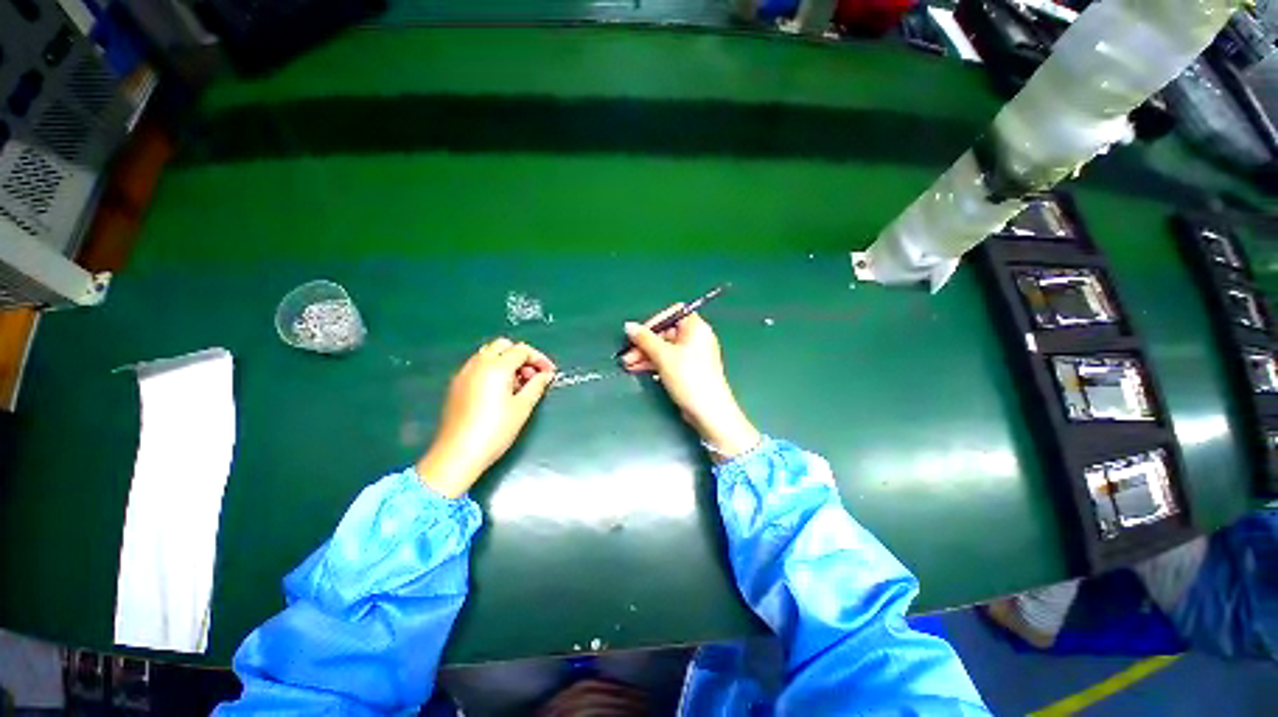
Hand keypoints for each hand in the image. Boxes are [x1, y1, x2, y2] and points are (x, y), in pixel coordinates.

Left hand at [416, 338, 556, 497]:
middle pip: (503, 346)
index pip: (522, 350)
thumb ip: (537, 385)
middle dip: (522, 356)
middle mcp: (478, 364)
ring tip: (519, 385)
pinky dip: (493, 370)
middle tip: (533, 376)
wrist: (458, 453)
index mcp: (496, 366)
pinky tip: (500, 391)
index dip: (539, 359)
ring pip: (489, 354)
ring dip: (507, 362)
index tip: (549, 373)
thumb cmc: (496, 430)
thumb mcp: (523, 407)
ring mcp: (464, 373)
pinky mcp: (456, 385)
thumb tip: (546, 374)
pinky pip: (478, 367)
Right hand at [620, 306, 759, 460]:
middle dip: (644, 343)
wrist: (708, 410)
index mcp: (696, 328)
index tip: (639, 334)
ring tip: (627, 365)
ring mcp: (692, 355)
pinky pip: (668, 360)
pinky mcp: (688, 370)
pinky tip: (637, 369)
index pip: (673, 313)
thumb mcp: (663, 356)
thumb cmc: (688, 376)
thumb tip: (629, 326)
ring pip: (664, 348)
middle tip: (627, 354)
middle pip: (666, 332)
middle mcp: (695, 338)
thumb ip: (644, 339)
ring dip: (645, 355)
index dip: (654, 321)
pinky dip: (653, 363)